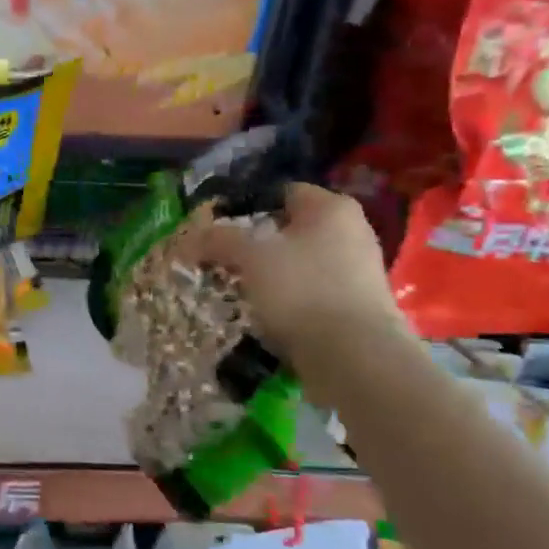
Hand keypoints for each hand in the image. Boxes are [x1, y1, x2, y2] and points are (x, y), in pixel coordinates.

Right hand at [199, 183, 407, 361]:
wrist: (354, 355)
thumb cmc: (301, 289)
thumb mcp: (249, 257)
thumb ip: (218, 240)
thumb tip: (189, 239)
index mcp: (331, 207)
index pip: (281, 193)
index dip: (245, 207)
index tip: (218, 229)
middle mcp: (352, 231)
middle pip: (289, 229)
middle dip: (255, 243)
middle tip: (223, 260)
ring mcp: (359, 269)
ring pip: (299, 261)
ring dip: (269, 273)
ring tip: (239, 289)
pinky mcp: (358, 304)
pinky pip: (312, 290)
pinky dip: (288, 298)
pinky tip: (267, 313)